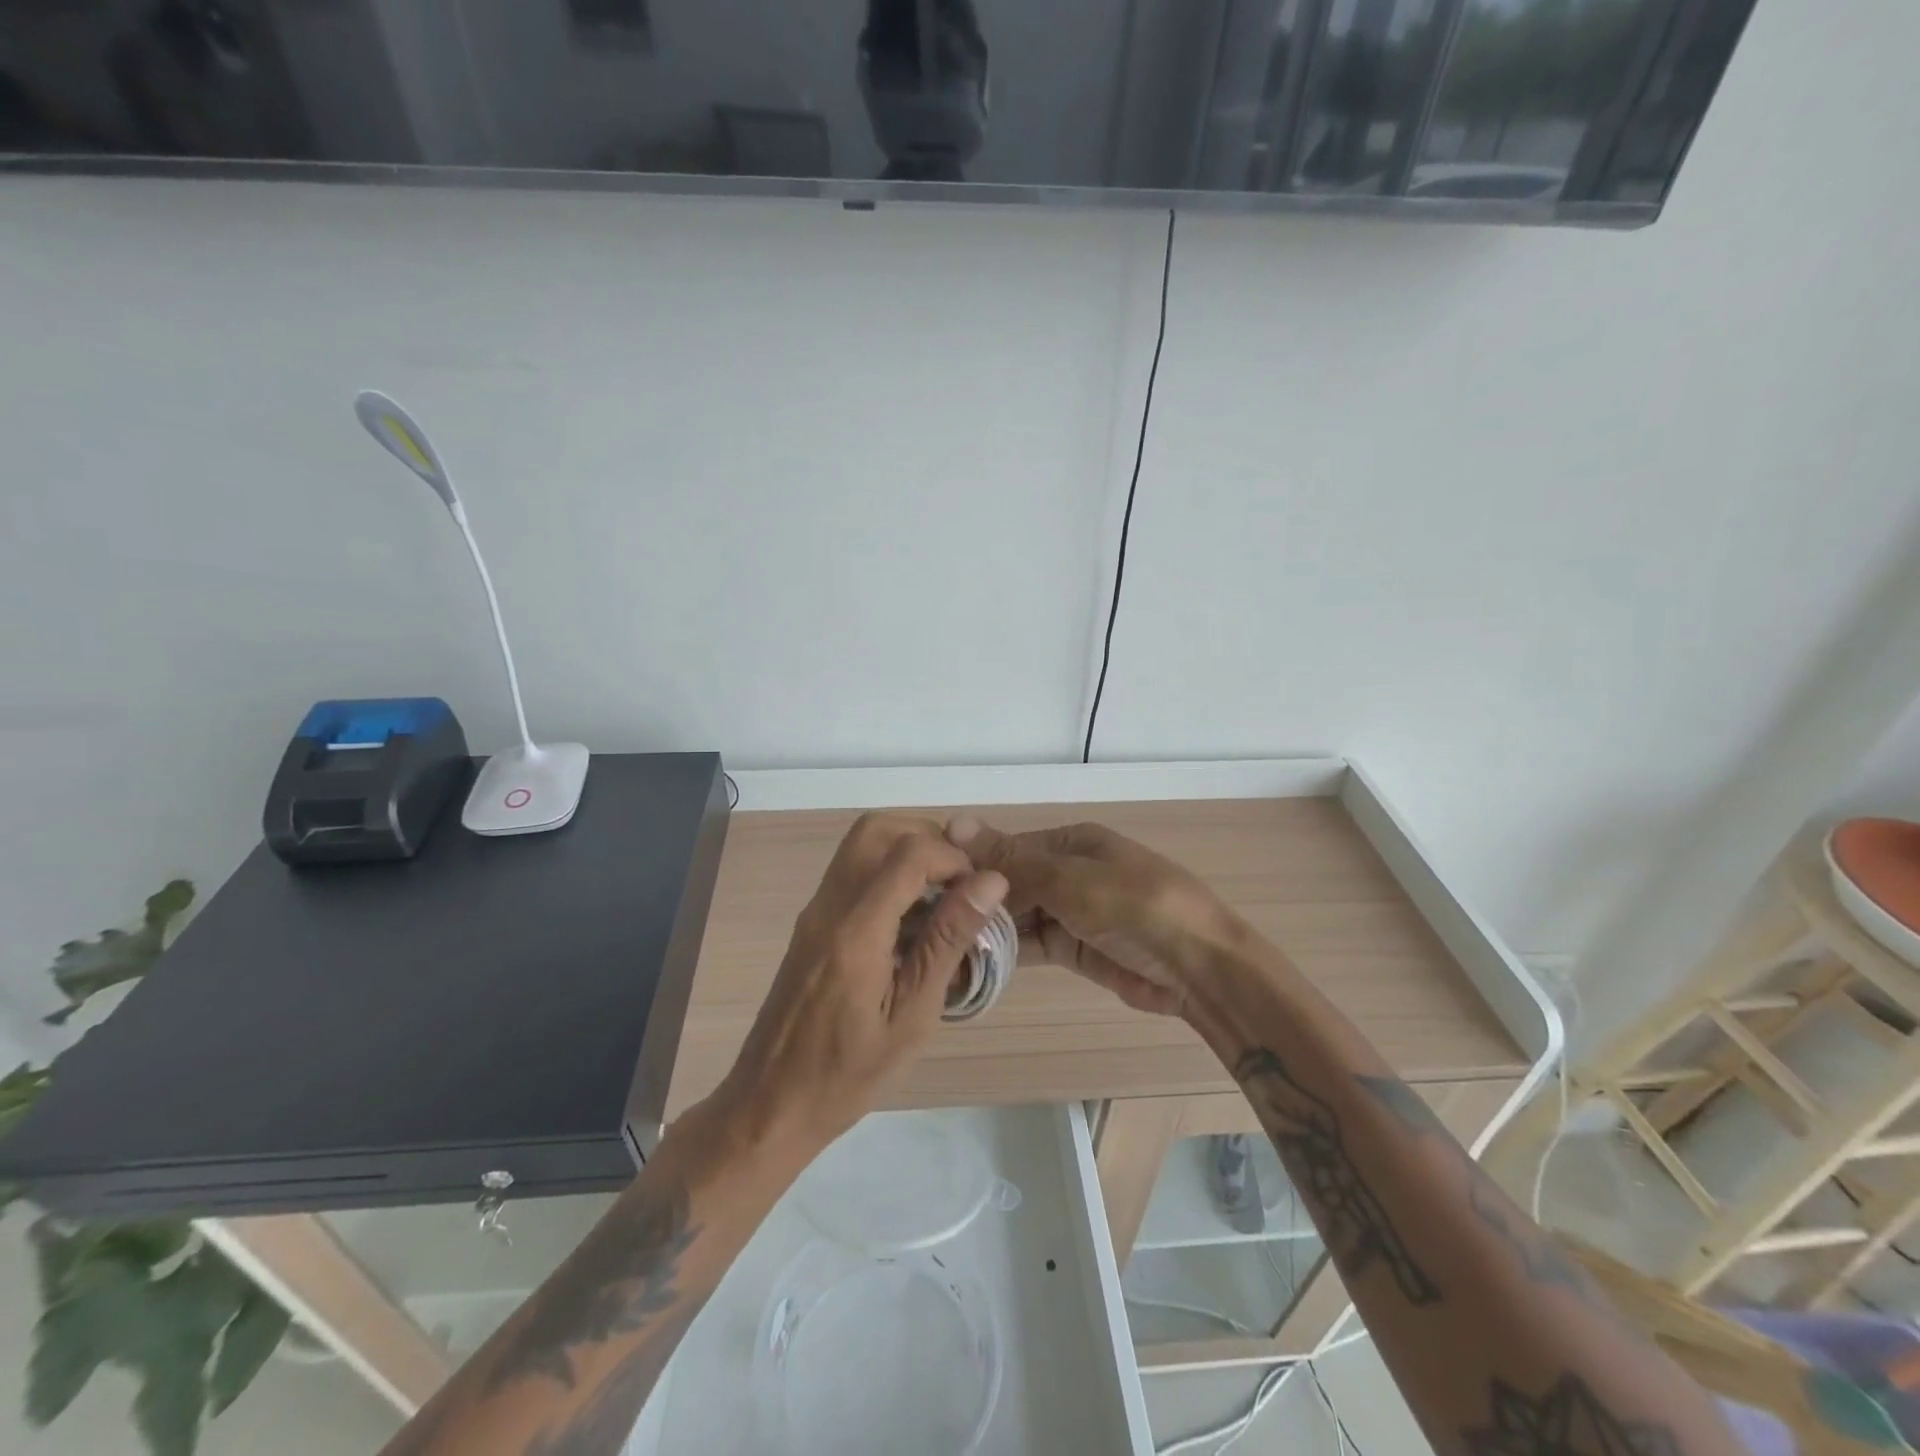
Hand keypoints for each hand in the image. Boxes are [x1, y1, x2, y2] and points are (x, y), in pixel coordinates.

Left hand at [715, 814, 1007, 1155]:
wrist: (770, 1103)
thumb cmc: (848, 1074)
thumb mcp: (912, 1016)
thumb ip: (947, 941)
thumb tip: (990, 882)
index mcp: (856, 930)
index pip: (908, 852)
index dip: (953, 858)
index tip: (978, 893)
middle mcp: (829, 905)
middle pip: (876, 829)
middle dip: (927, 839)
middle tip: (957, 883)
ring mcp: (815, 910)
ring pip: (861, 844)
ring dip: (906, 853)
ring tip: (940, 901)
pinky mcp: (811, 922)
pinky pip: (852, 871)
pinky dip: (887, 873)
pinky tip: (909, 922)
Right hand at [946, 816, 1238, 1018]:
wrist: (1201, 968)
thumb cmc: (1137, 907)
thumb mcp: (1071, 880)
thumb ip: (1012, 859)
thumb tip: (953, 821)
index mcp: (1071, 842)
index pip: (1008, 848)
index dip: (971, 865)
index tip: (927, 887)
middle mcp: (1068, 872)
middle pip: (1010, 882)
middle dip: (976, 900)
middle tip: (926, 924)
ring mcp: (1072, 912)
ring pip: (1017, 915)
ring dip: (987, 929)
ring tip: (941, 945)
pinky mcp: (1075, 948)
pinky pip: (1032, 945)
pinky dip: (1007, 953)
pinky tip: (972, 962)